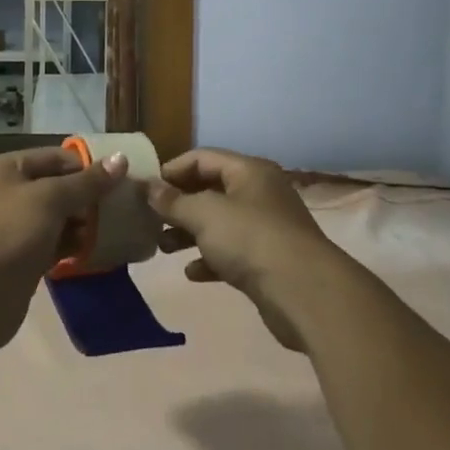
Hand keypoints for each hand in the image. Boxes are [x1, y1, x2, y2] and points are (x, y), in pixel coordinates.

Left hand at [0, 146, 125, 353]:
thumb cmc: (8, 234)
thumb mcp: (50, 200)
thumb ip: (86, 182)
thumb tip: (121, 159)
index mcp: (5, 169)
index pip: (55, 157)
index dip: (87, 167)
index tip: (119, 182)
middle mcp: (5, 193)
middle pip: (56, 186)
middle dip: (87, 196)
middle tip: (120, 208)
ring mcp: (11, 227)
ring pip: (56, 217)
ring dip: (82, 222)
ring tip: (113, 229)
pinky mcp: (19, 258)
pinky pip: (52, 242)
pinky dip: (71, 244)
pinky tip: (95, 249)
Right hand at [145, 148, 344, 351]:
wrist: (303, 292)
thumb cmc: (250, 238)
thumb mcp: (205, 214)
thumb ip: (173, 201)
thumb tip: (148, 187)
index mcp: (249, 171)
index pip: (203, 158)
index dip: (172, 170)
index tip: (145, 189)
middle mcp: (259, 193)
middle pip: (211, 190)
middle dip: (179, 204)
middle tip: (150, 219)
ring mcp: (266, 228)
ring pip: (219, 223)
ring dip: (190, 233)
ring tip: (163, 247)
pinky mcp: (268, 261)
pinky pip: (231, 252)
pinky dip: (210, 258)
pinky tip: (191, 272)